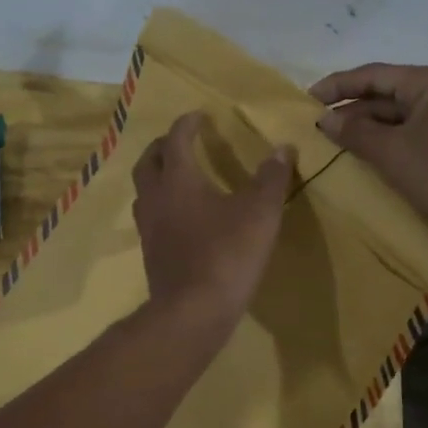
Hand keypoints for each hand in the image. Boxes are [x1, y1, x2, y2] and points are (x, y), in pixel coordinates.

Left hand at [131, 112, 294, 334]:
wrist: (193, 311)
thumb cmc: (227, 254)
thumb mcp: (260, 213)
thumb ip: (271, 178)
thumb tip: (283, 147)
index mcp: (178, 180)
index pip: (176, 140)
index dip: (187, 124)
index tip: (199, 115)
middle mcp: (156, 198)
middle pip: (148, 162)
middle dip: (163, 146)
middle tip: (181, 141)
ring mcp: (148, 228)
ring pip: (144, 191)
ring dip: (157, 176)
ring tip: (176, 176)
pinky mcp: (151, 253)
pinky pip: (150, 217)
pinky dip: (161, 205)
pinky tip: (180, 217)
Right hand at [309, 63, 427, 257]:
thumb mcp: (394, 154)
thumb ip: (356, 133)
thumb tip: (325, 119)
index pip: (375, 75)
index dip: (338, 85)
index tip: (306, 98)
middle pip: (388, 94)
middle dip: (352, 109)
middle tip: (317, 125)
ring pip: (400, 116)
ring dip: (368, 128)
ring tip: (335, 142)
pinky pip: (414, 134)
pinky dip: (388, 142)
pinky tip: (368, 156)